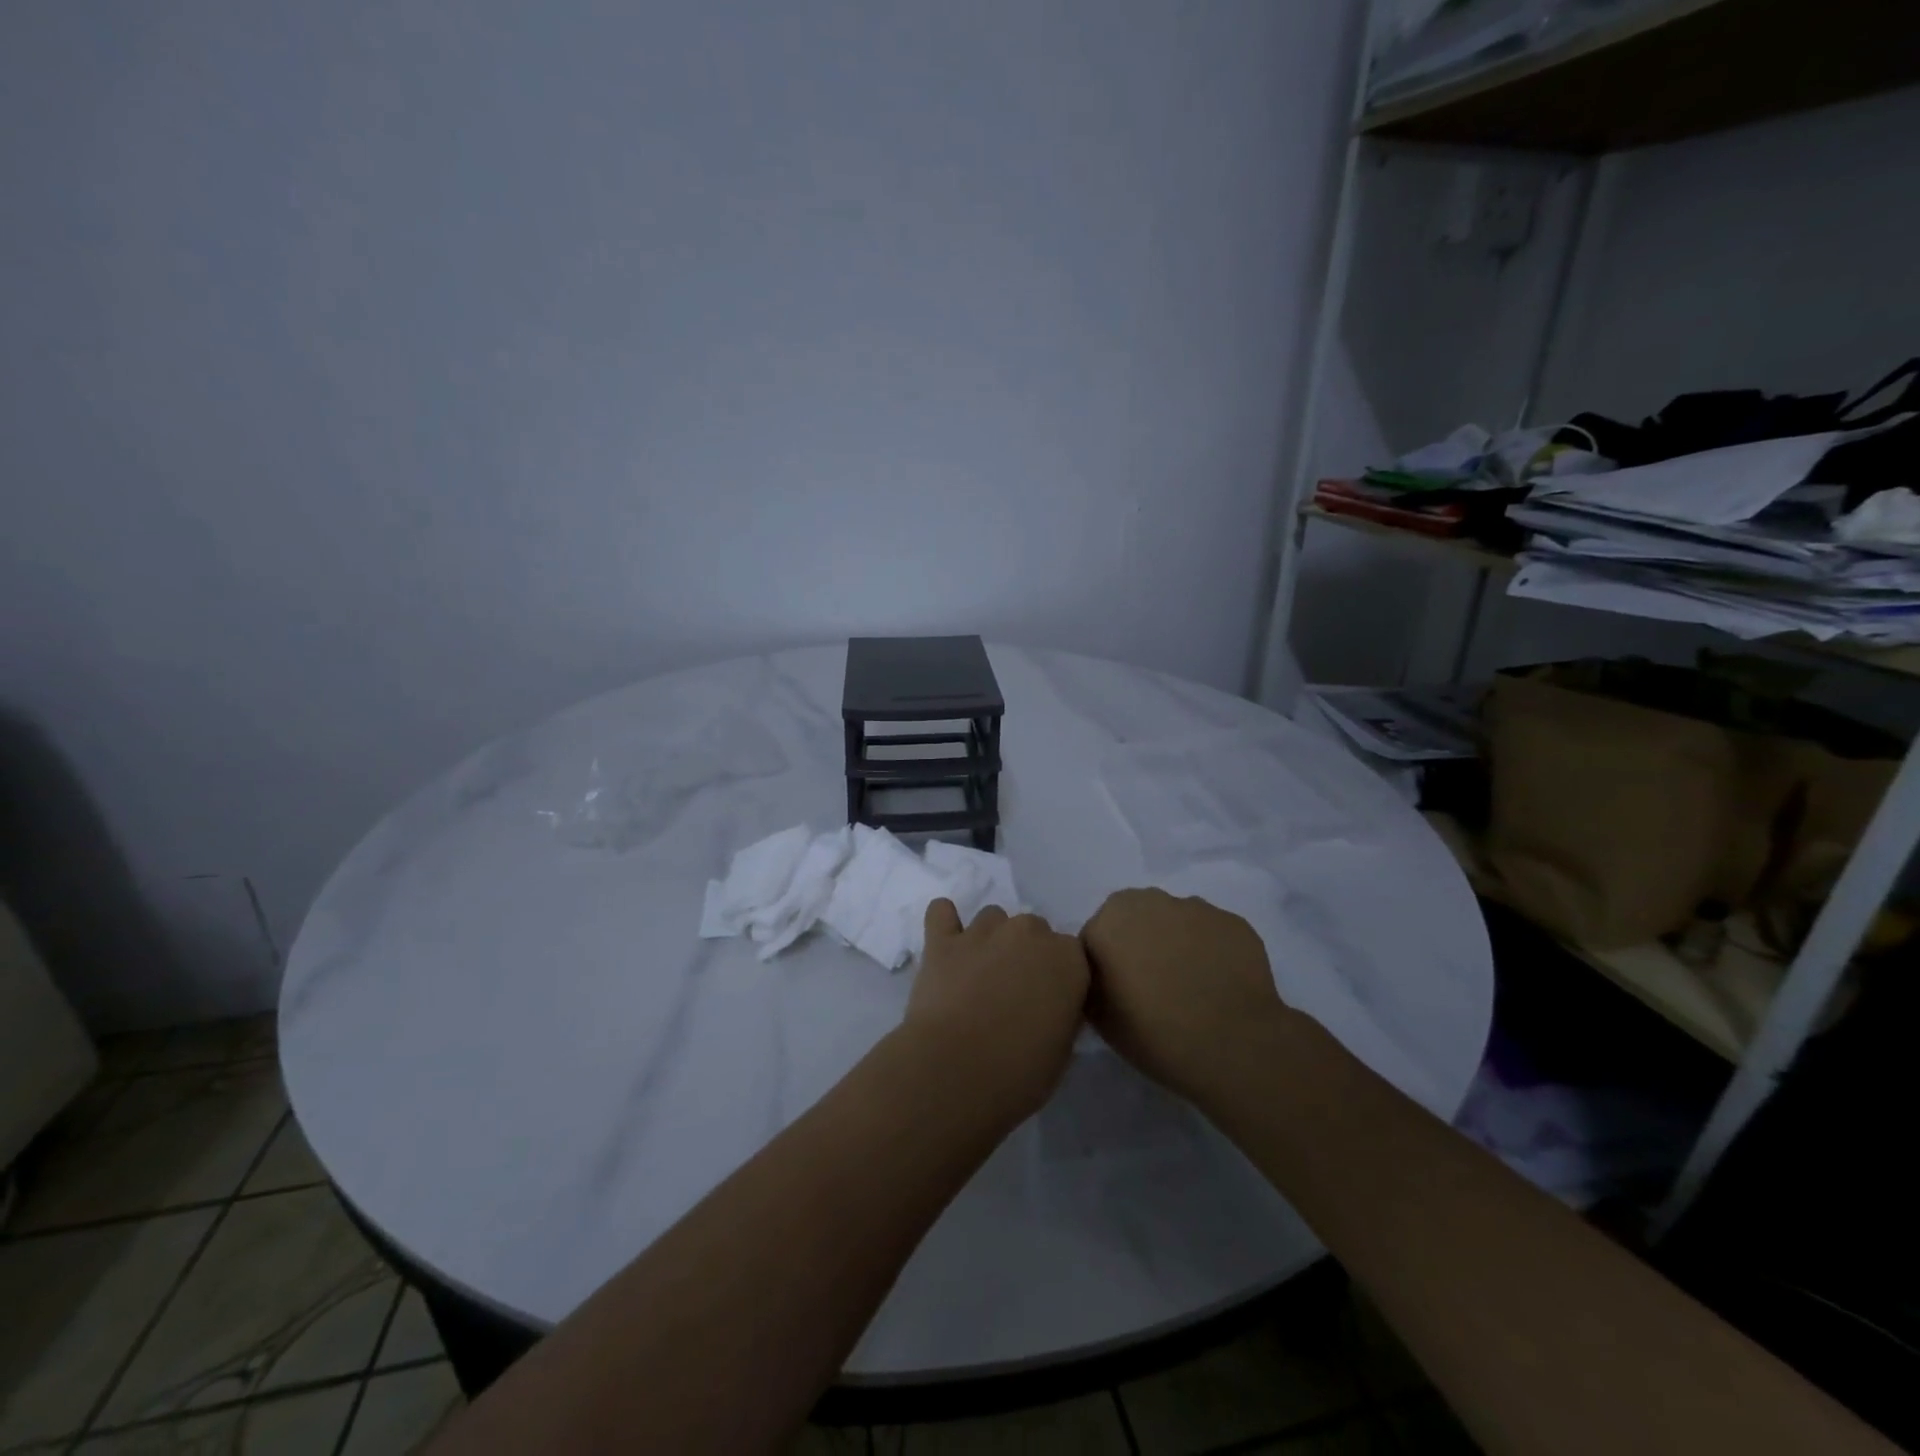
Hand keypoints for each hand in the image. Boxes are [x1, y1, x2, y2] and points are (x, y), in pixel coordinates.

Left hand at [904, 900, 1089, 1125]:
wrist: (955, 1071)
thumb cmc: (1019, 1071)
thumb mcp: (1062, 1051)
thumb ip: (1062, 1013)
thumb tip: (1049, 1006)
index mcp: (1068, 958)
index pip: (1072, 953)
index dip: (1058, 977)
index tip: (1048, 1002)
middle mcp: (1028, 932)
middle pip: (1033, 930)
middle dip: (1025, 954)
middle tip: (1012, 991)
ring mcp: (983, 931)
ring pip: (992, 919)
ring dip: (990, 940)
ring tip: (977, 975)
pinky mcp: (942, 940)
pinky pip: (941, 912)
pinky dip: (944, 921)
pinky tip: (945, 942)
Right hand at [1080, 888, 1289, 1109]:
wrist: (1233, 1046)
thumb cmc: (1155, 1034)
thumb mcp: (1099, 1019)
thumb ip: (1092, 983)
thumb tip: (1103, 975)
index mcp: (1108, 921)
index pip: (1096, 938)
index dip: (1105, 966)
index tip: (1118, 994)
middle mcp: (1149, 901)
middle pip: (1135, 919)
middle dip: (1138, 943)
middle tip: (1152, 986)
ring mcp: (1195, 907)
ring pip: (1175, 921)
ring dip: (1175, 943)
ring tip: (1190, 986)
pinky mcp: (1232, 921)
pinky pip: (1211, 933)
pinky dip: (1210, 951)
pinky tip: (1219, 984)